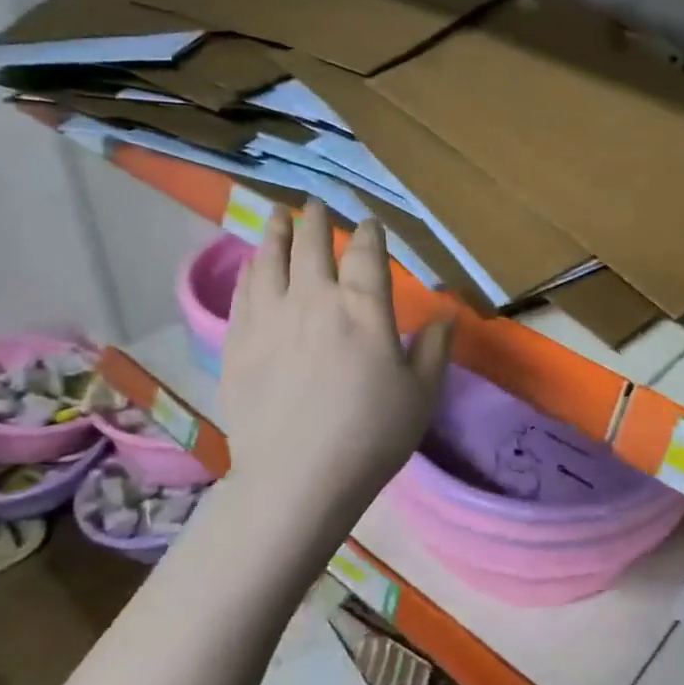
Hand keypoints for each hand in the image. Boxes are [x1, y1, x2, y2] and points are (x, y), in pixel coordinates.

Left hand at [217, 201, 453, 536]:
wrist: (298, 479)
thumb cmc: (371, 436)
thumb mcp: (421, 395)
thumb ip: (435, 349)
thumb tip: (446, 315)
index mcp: (363, 309)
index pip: (366, 254)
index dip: (369, 233)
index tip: (369, 224)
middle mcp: (314, 300)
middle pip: (312, 246)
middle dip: (316, 220)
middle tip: (315, 204)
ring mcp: (269, 319)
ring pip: (269, 260)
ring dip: (276, 232)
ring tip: (278, 216)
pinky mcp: (238, 343)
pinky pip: (243, 292)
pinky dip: (250, 270)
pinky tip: (253, 264)